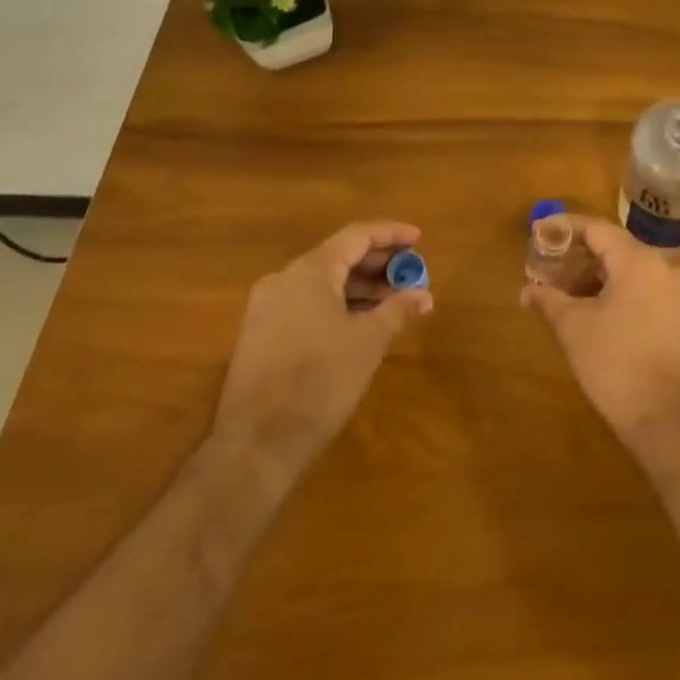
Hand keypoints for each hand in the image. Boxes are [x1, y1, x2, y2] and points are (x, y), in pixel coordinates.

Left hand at [211, 221, 433, 479]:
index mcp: (310, 270)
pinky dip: (337, 304)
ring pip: (323, 281)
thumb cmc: (319, 382)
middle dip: (378, 263)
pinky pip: (307, 303)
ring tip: (394, 300)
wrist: (256, 446)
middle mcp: (284, 278)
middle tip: (411, 273)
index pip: (357, 236)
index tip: (419, 239)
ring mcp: (267, 306)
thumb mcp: (368, 342)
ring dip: (360, 286)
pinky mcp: (260, 333)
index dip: (391, 234)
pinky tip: (361, 322)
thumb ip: (397, 309)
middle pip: (339, 256)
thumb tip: (423, 294)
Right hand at [521, 219, 679, 450]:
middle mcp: (662, 268)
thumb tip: (527, 291)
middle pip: (614, 248)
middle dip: (578, 255)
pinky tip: (593, 312)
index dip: (566, 229)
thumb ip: (548, 301)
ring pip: (628, 271)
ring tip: (565, 292)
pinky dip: (615, 292)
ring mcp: (675, 294)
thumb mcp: (573, 328)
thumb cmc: (618, 363)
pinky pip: (642, 291)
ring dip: (596, 276)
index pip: (597, 229)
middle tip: (547, 267)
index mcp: (637, 260)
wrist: (671, 420)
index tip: (540, 233)